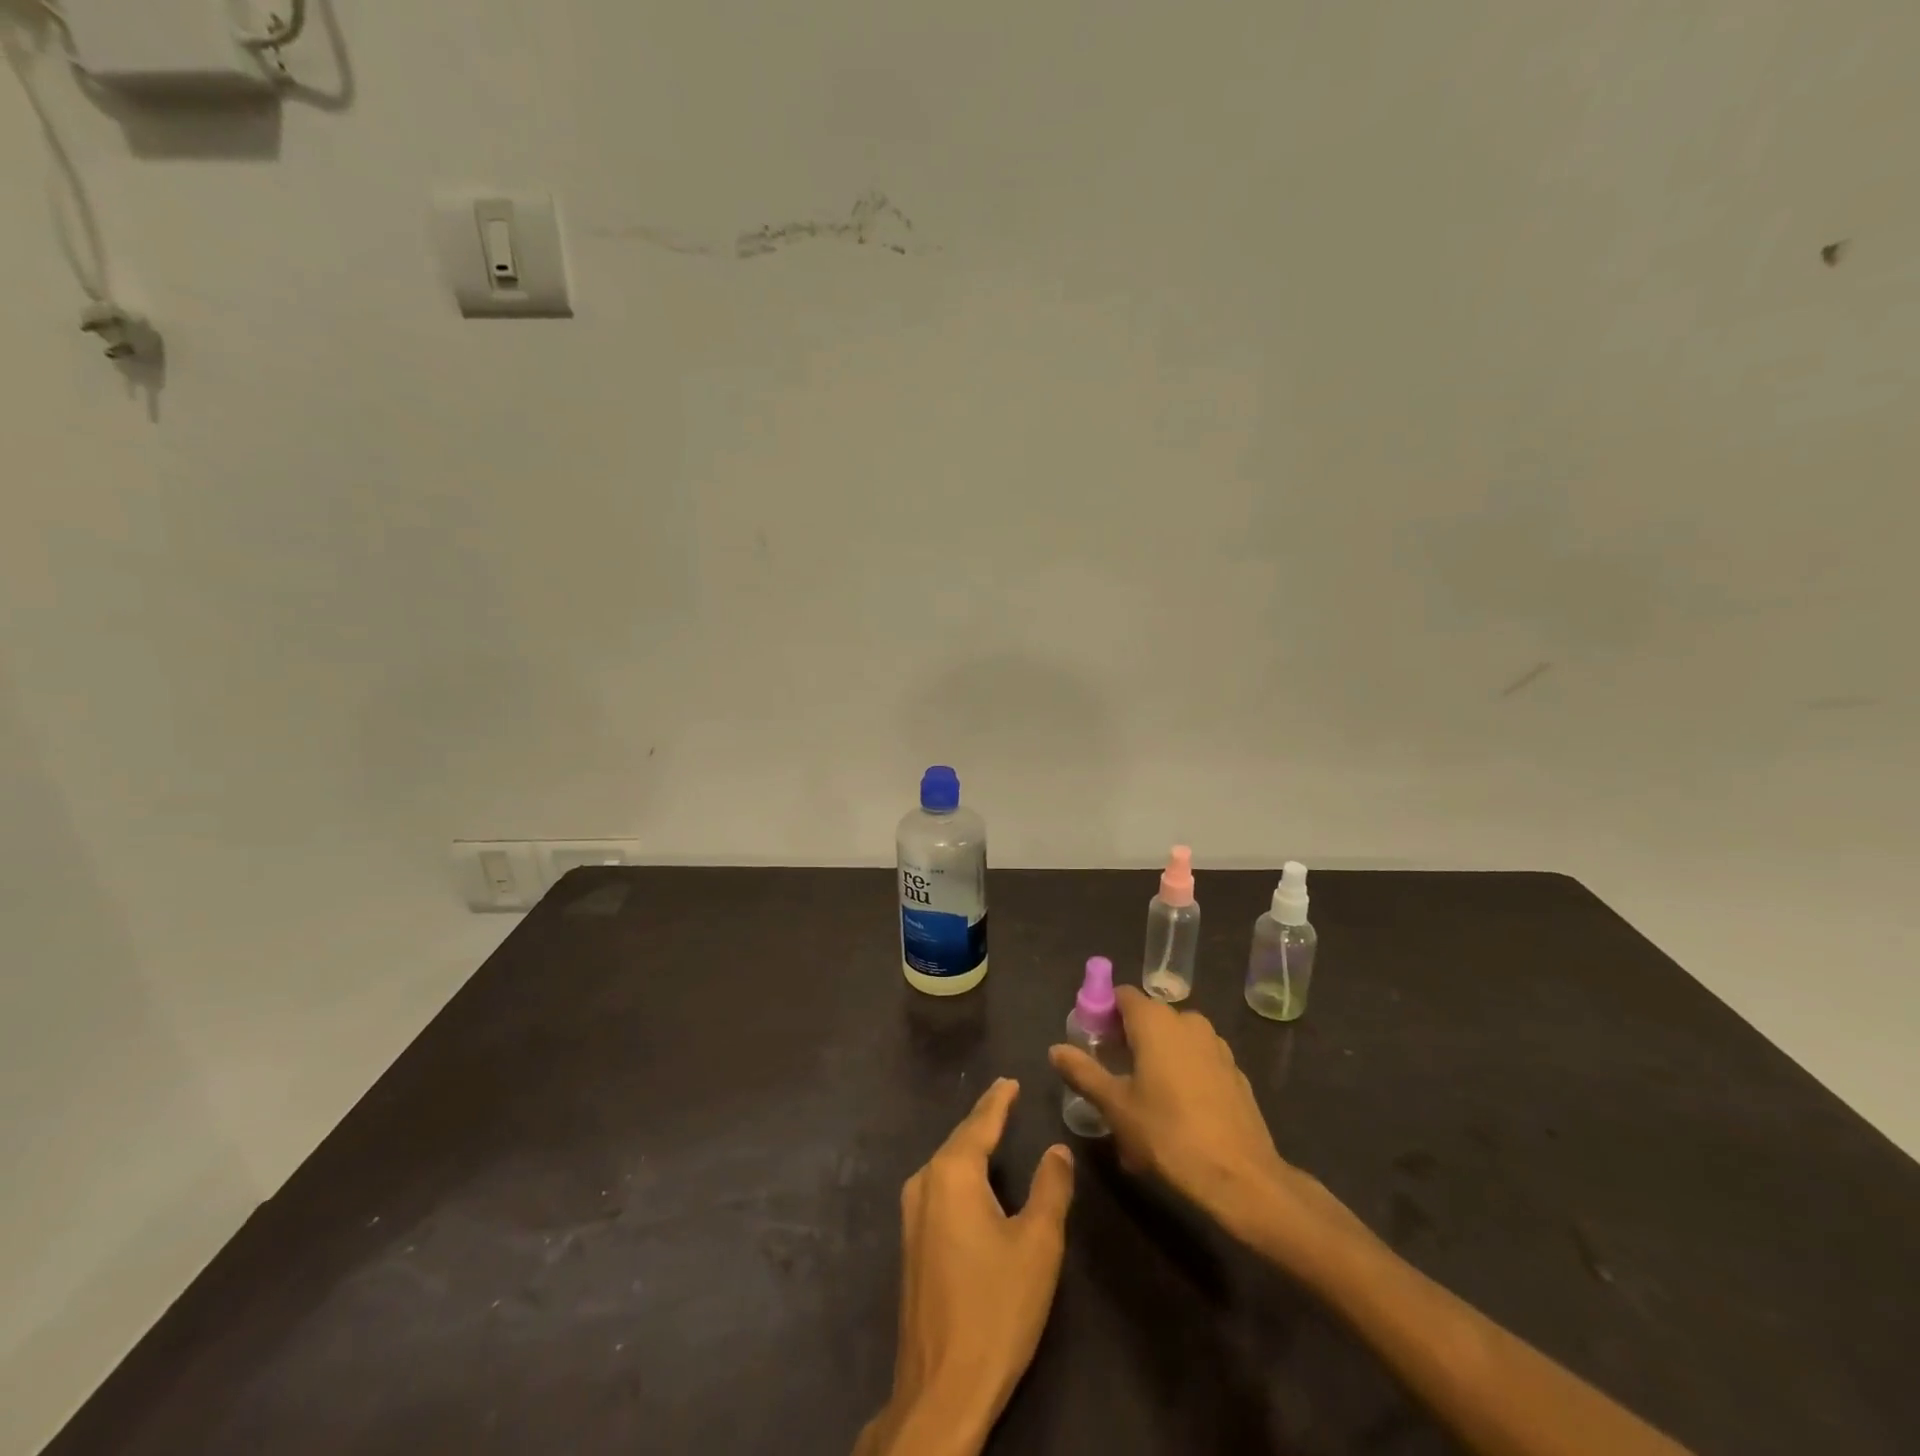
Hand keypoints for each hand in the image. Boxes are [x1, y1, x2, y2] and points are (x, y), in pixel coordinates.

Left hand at [856, 1079, 1074, 1455]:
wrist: (941, 1387)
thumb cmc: (995, 1308)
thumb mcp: (1038, 1245)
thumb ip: (1050, 1188)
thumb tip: (1057, 1149)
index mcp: (952, 1173)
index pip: (980, 1122)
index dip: (998, 1100)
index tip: (1010, 1080)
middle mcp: (925, 1182)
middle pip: (959, 1139)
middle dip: (983, 1118)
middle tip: (1006, 1098)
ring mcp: (911, 1214)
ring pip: (946, 1164)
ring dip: (970, 1145)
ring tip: (993, 1130)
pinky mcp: (910, 1242)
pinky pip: (939, 1187)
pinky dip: (960, 1172)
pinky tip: (973, 1179)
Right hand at [1049, 987, 1354, 1260]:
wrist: (1241, 1177)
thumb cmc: (1168, 1135)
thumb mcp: (1115, 1106)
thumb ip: (1084, 1072)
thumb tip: (1055, 1049)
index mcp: (1156, 1021)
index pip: (1122, 995)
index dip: (1103, 1012)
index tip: (1091, 1041)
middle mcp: (1187, 1021)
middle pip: (1148, 1018)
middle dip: (1127, 1040)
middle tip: (1112, 1075)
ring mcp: (1216, 1045)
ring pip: (1174, 1041)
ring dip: (1155, 1059)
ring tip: (1142, 1100)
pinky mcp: (1234, 1071)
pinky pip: (1197, 1061)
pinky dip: (1181, 1074)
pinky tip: (1176, 1112)